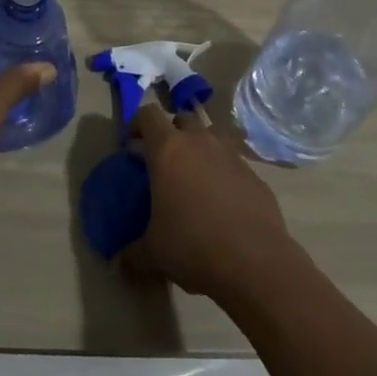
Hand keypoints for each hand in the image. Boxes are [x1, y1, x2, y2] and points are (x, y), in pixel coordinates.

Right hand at [122, 105, 300, 304]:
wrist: (254, 261)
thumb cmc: (192, 246)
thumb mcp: (153, 252)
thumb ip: (133, 251)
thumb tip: (122, 260)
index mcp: (168, 150)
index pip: (148, 114)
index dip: (137, 123)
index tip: (132, 144)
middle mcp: (200, 142)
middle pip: (183, 117)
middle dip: (172, 132)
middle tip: (164, 160)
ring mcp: (231, 155)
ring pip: (212, 134)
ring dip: (201, 146)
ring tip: (195, 175)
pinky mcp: (255, 175)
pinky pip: (234, 162)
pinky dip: (224, 172)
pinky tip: (222, 202)